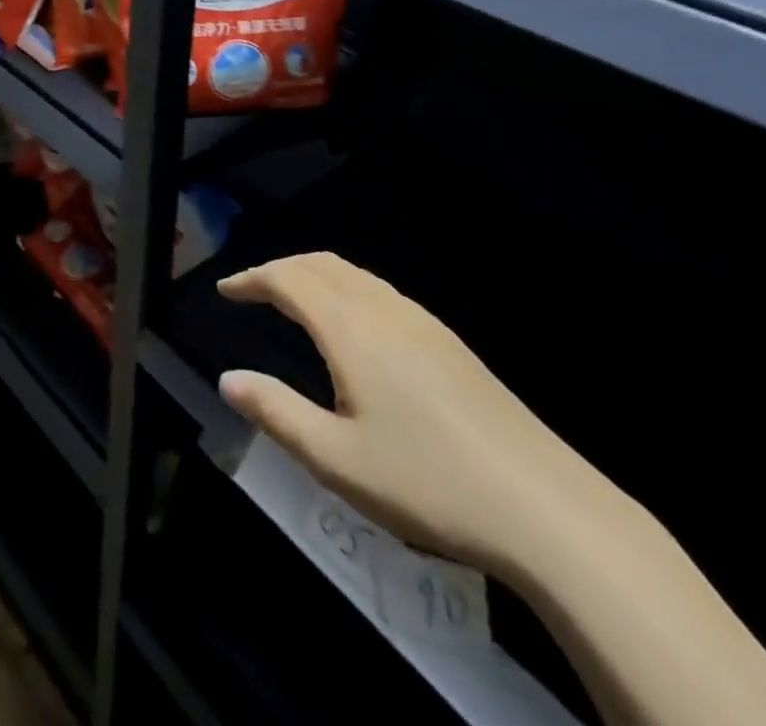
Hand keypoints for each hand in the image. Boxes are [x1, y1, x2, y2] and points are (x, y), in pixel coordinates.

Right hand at [218, 253, 597, 579]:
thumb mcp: (337, 458)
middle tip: (252, 290)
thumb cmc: (427, 480)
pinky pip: (380, 291)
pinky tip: (351, 327)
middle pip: (322, 264)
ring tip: (292, 301)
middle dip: (281, 268)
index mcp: (352, 329)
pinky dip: (345, 288)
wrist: (540, 502)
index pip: (290, 279)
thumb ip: (276, 412)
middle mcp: (384, 309)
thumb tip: (228, 378)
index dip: (253, 277)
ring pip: (354, 274)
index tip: (225, 289)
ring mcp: (421, 321)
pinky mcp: (447, 340)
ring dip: (314, 274)